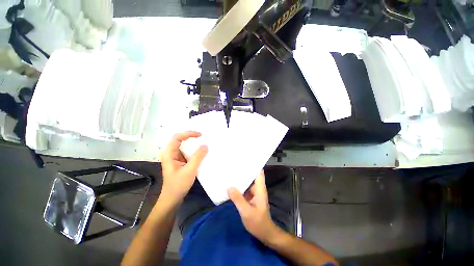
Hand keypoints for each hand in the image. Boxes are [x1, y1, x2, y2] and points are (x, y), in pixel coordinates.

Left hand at [160, 131, 207, 206]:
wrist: (173, 199)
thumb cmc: (178, 185)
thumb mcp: (189, 171)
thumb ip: (198, 157)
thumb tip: (205, 145)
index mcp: (169, 154)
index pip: (177, 137)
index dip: (188, 133)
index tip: (200, 135)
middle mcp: (171, 153)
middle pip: (180, 140)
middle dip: (191, 137)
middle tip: (203, 137)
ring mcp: (175, 158)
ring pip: (184, 146)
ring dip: (193, 143)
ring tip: (204, 142)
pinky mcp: (180, 162)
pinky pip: (187, 152)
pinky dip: (194, 150)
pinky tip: (201, 152)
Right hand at [227, 171, 280, 242]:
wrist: (264, 233)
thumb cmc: (258, 222)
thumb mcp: (246, 211)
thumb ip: (238, 199)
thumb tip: (229, 186)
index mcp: (259, 188)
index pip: (259, 172)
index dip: (254, 165)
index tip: (245, 159)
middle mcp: (257, 188)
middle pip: (252, 175)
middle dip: (244, 170)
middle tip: (233, 164)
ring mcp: (254, 193)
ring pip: (247, 182)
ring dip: (240, 178)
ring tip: (230, 171)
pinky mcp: (250, 197)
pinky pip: (244, 189)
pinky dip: (239, 186)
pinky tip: (231, 184)